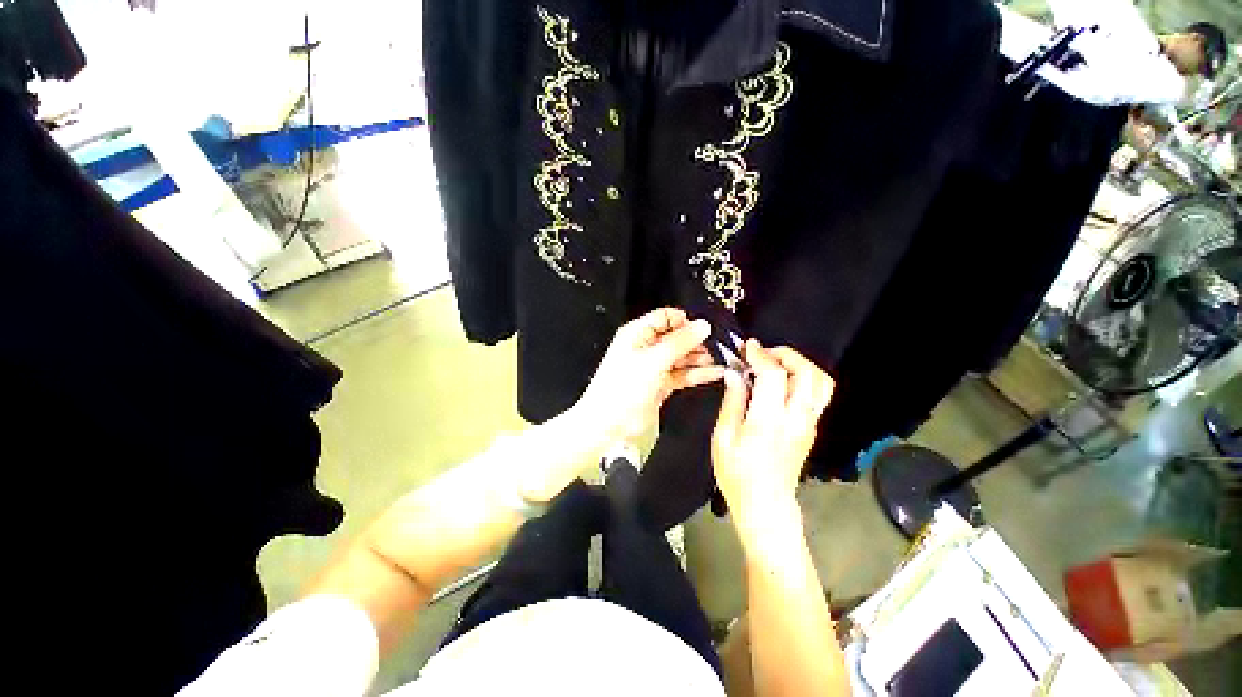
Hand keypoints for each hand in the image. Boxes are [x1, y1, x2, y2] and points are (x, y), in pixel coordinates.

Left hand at [574, 308, 725, 442]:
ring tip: (717, 360)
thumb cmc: (623, 387)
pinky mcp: (662, 383)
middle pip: (676, 337)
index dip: (685, 322)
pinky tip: (715, 373)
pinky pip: (683, 373)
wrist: (610, 423)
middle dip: (695, 341)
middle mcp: (646, 347)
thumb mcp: (653, 360)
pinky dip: (698, 373)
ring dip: (699, 357)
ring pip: (682, 356)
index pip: (666, 317)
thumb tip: (702, 325)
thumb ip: (679, 342)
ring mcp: (655, 366)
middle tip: (714, 347)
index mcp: (638, 333)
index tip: (702, 331)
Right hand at [711, 340, 834, 528]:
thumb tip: (735, 374)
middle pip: (807, 373)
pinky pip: (819, 394)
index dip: (761, 355)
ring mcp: (808, 424)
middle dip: (786, 355)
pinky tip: (783, 382)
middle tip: (763, 354)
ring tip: (777, 364)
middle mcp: (796, 419)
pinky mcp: (811, 429)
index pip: (774, 375)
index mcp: (768, 421)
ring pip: (821, 382)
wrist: (766, 505)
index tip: (747, 347)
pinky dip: (805, 378)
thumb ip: (732, 402)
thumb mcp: (723, 437)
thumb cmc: (737, 474)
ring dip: (801, 365)